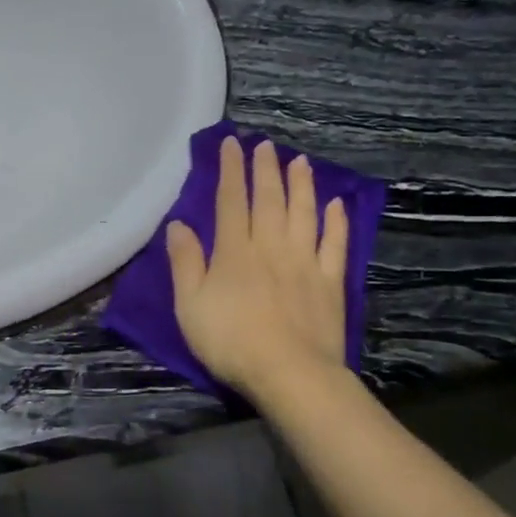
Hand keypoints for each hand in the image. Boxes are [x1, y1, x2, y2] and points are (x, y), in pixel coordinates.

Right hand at [167, 135, 350, 405]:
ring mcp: (305, 262)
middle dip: (265, 169)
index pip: (230, 201)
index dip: (230, 170)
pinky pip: (335, 243)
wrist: (289, 373)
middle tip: (265, 145)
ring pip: (303, 213)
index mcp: (234, 252)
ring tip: (300, 161)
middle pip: (268, 200)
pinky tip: (336, 204)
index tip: (231, 143)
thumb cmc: (230, 341)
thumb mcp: (189, 305)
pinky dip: (336, 221)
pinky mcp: (331, 281)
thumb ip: (185, 263)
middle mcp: (270, 247)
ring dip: (301, 185)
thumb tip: (179, 224)